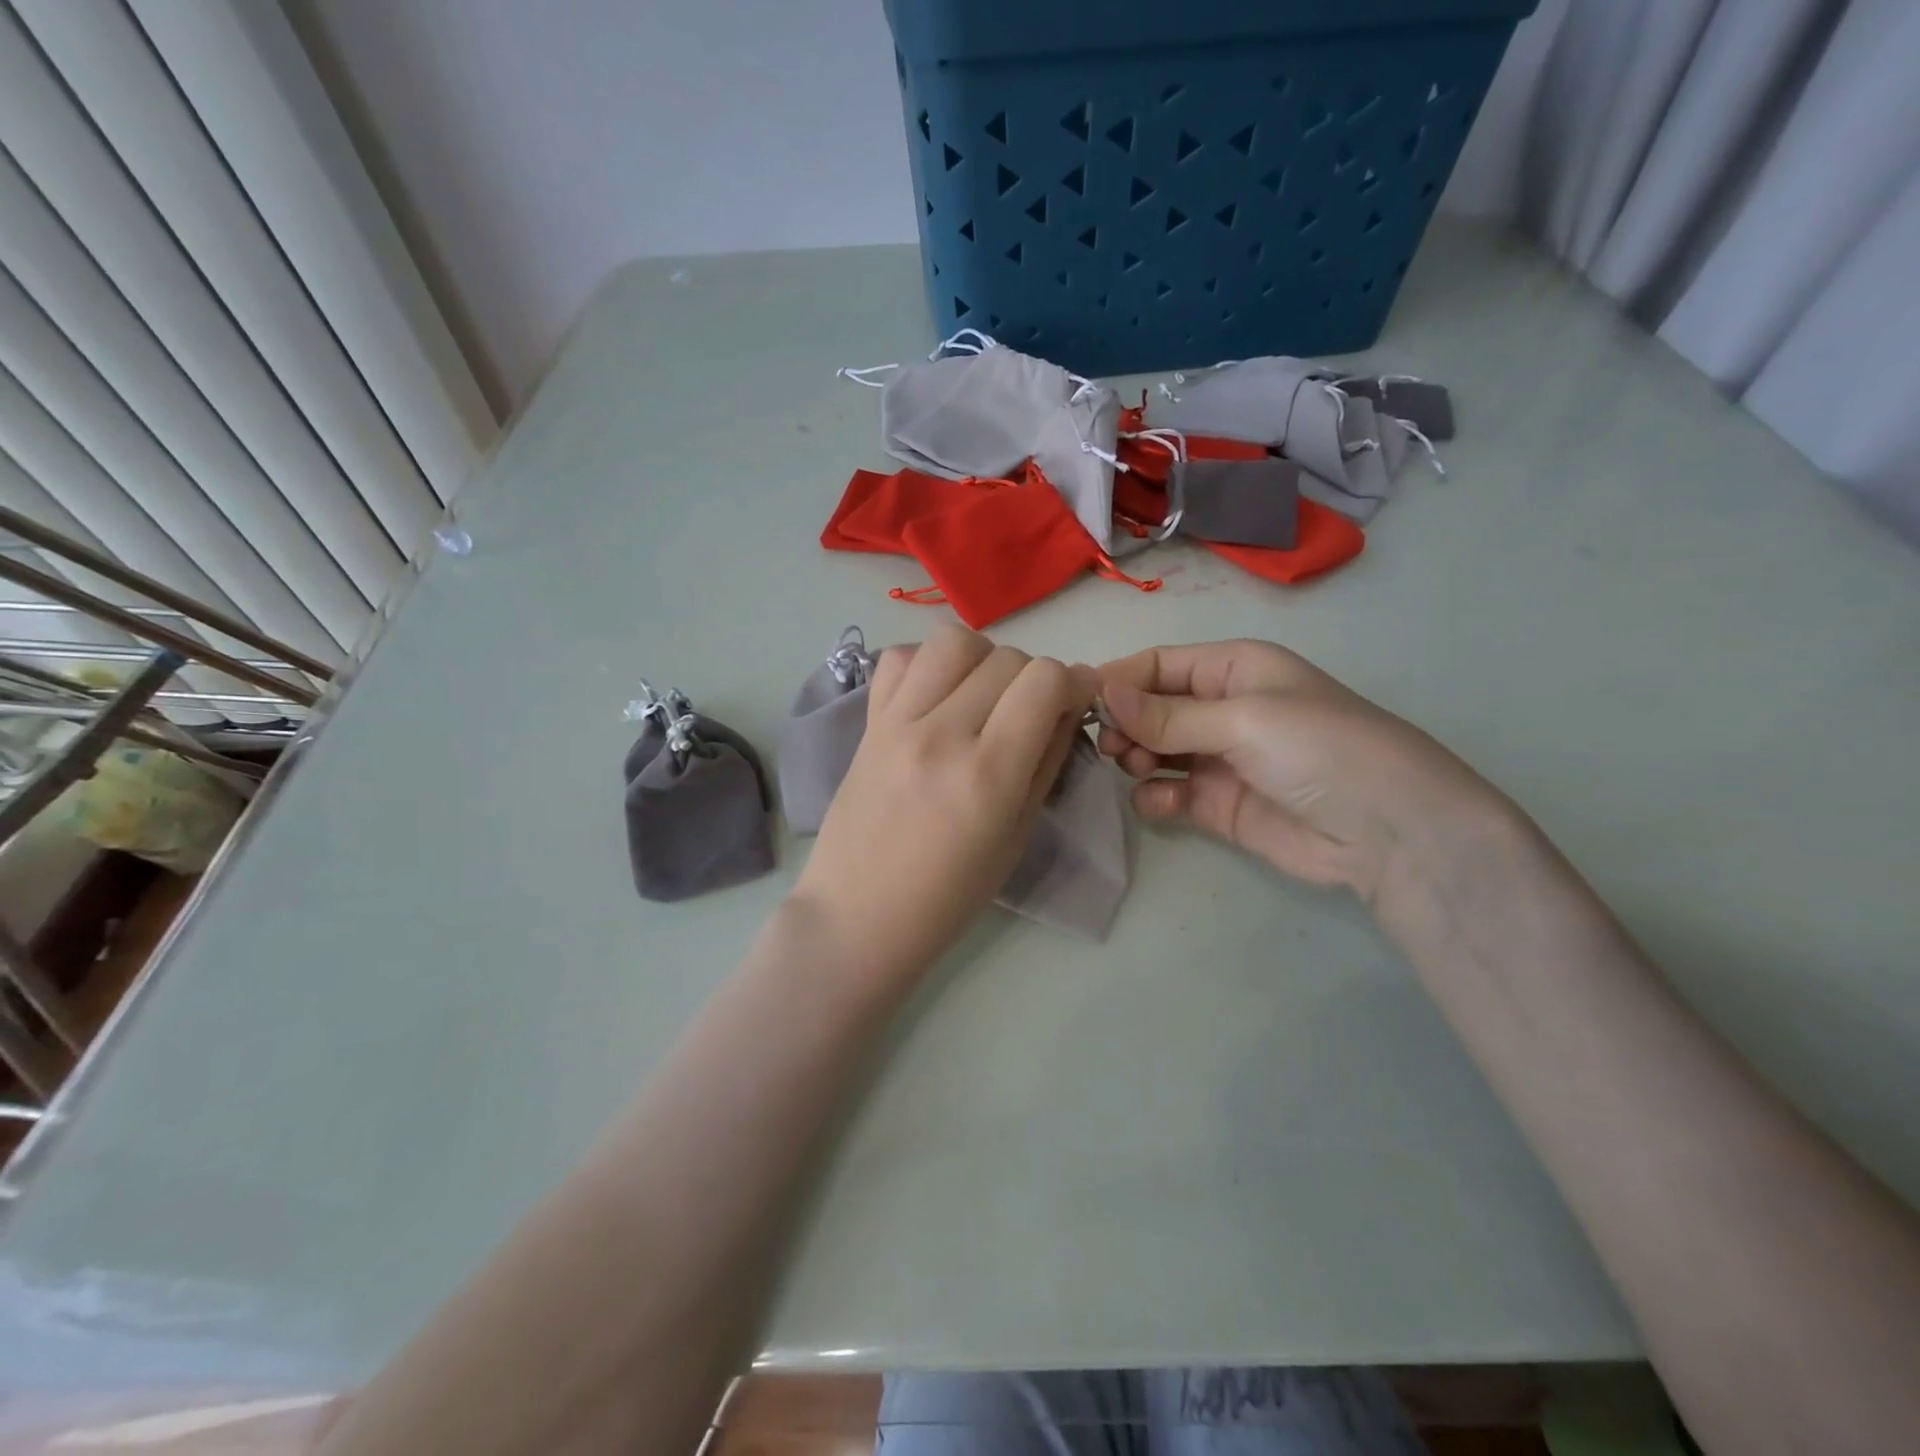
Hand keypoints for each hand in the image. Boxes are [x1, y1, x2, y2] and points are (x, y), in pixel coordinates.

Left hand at [795, 625, 1096, 983]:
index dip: (1075, 683)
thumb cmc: (949, 895)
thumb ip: (1047, 761)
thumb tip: (1067, 707)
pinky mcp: (868, 722)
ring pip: (954, 641)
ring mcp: (898, 722)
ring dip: (983, 660)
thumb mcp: (1018, 835)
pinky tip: (937, 698)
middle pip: (1008, 657)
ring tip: (982, 696)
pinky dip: (929, 665)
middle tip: (1029, 714)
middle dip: (1034, 678)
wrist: (857, 914)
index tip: (1076, 703)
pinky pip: (900, 659)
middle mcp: (942, 734)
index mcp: (988, 774)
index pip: (1046, 681)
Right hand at [1097, 640, 1508, 906]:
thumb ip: (1167, 714)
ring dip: (1135, 757)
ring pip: (1152, 750)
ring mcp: (1217, 759)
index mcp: (1232, 669)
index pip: (1159, 665)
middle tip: (1108, 744)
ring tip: (1136, 768)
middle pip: (1149, 708)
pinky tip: (1161, 803)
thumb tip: (1100, 691)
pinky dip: (1155, 798)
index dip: (1119, 679)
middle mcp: (1220, 709)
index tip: (1078, 702)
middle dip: (1124, 722)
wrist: (1388, 831)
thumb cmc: (1318, 748)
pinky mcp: (1216, 804)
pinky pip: (1167, 794)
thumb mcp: (1242, 718)